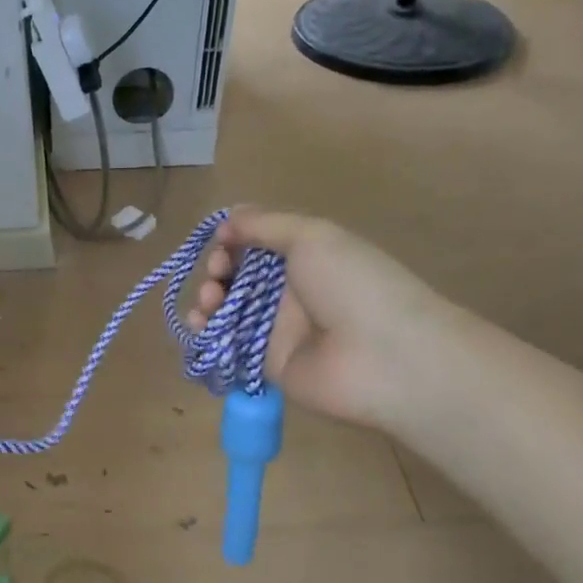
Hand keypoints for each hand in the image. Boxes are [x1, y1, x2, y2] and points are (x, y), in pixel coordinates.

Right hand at [186, 206, 446, 426]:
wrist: (383, 357)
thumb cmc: (352, 285)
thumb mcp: (312, 237)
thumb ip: (265, 225)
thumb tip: (228, 218)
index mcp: (307, 257)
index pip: (257, 245)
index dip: (234, 241)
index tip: (222, 243)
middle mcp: (291, 292)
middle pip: (238, 277)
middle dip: (218, 270)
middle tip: (217, 274)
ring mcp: (279, 330)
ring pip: (229, 311)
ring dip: (208, 300)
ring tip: (208, 300)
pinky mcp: (266, 365)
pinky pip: (229, 345)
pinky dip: (207, 334)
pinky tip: (199, 324)